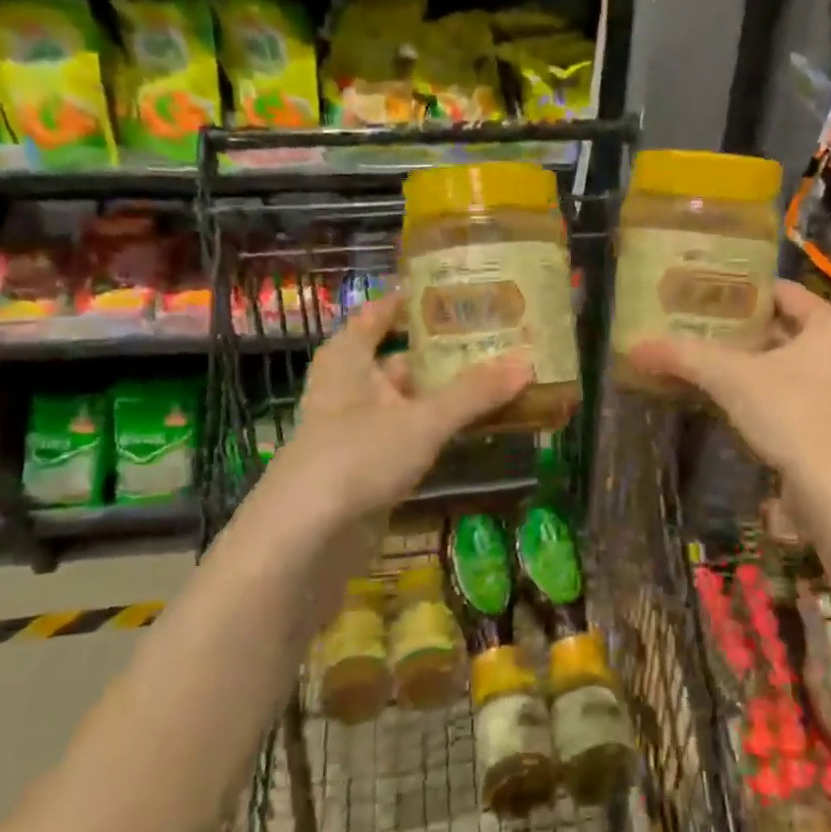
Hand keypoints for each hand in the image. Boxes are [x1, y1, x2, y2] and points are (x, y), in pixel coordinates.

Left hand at [244, 291, 531, 532]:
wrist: (304, 541)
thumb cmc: (357, 457)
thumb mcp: (422, 420)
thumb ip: (474, 393)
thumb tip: (526, 362)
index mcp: (348, 360)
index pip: (377, 314)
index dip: (409, 300)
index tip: (450, 290)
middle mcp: (350, 388)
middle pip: (400, 359)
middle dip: (442, 351)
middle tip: (493, 337)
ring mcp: (357, 431)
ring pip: (408, 400)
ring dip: (445, 393)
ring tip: (495, 378)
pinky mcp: (367, 468)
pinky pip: (410, 435)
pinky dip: (438, 428)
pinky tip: (473, 427)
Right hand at [629, 281, 830, 482]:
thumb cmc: (791, 415)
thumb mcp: (731, 378)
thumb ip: (685, 357)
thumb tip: (635, 347)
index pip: (782, 292)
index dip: (742, 294)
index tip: (706, 299)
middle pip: (786, 328)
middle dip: (745, 332)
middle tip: (702, 331)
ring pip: (793, 362)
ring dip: (756, 364)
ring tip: (711, 364)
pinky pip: (799, 391)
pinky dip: (770, 391)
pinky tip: (736, 401)